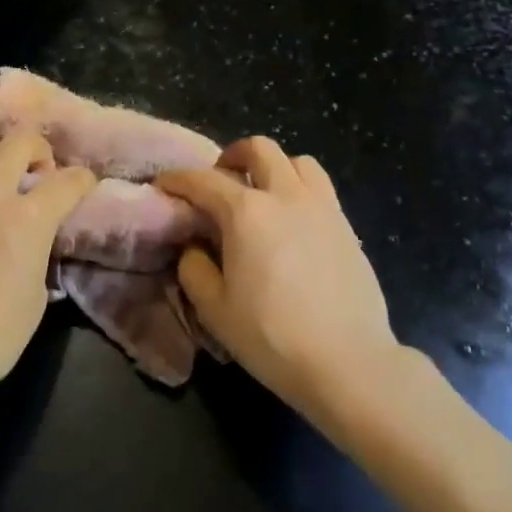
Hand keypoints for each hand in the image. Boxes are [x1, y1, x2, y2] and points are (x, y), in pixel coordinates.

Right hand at [157, 138, 398, 422]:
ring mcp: (322, 207)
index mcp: (246, 212)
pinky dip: (300, 189)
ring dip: (273, 168)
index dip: (177, 179)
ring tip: (262, 195)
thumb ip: (194, 268)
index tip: (163, 185)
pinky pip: (321, 188)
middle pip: (258, 149)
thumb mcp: (214, 309)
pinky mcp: (347, 227)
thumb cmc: (272, 336)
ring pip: (297, 161)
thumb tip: (195, 247)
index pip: (202, 180)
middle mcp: (285, 196)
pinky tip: (292, 222)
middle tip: (219, 182)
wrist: (348, 362)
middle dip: (231, 156)